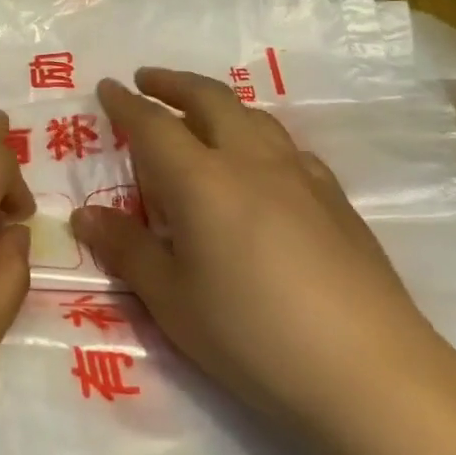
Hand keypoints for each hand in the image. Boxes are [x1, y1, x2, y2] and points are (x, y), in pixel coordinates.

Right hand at [73, 69, 454, 440]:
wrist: (370, 373)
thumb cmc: (250, 335)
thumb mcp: (170, 299)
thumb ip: (126, 249)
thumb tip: (85, 214)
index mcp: (203, 182)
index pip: (154, 126)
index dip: (126, 104)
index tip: (108, 87)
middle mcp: (253, 164)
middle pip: (212, 101)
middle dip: (175, 84)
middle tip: (148, 81)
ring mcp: (302, 179)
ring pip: (255, 118)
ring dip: (218, 105)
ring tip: (199, 116)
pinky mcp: (337, 203)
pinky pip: (287, 149)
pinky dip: (257, 138)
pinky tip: (257, 168)